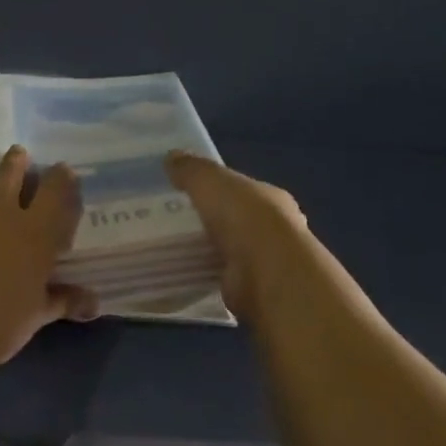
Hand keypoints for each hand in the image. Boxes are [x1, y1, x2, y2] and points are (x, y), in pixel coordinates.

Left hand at [0, 146, 97, 366]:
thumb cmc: (0, 322)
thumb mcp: (36, 315)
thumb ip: (62, 301)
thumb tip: (92, 302)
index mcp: (34, 234)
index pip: (55, 194)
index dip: (61, 179)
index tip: (64, 170)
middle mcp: (1, 219)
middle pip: (9, 178)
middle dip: (16, 164)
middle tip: (18, 152)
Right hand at [164, 151, 311, 317]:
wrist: (265, 271)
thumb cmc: (242, 215)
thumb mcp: (209, 180)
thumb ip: (191, 169)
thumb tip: (171, 156)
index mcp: (269, 197)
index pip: (242, 189)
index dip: (218, 189)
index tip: (190, 193)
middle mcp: (274, 227)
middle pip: (237, 220)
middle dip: (212, 221)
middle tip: (175, 222)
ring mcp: (266, 261)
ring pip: (231, 250)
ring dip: (209, 250)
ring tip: (174, 248)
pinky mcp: (253, 288)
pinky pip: (223, 277)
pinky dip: (207, 274)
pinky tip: (184, 272)